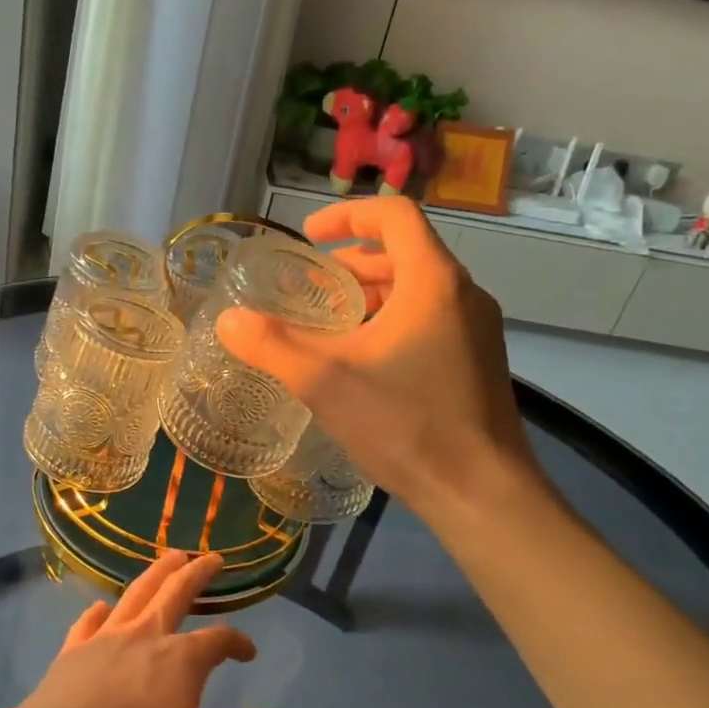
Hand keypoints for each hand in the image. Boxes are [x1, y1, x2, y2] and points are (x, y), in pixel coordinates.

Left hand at [22, 551, 278, 707]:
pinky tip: (103, 607)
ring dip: (157, 573)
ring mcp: (105, 638)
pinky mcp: (73, 651)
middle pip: (177, 592)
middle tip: (212, 557)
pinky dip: (101, 611)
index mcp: (181, 658)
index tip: (247, 652)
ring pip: (137, 593)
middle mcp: (146, 635)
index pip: (219, 639)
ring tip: (170, 557)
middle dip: (198, 573)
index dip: (238, 642)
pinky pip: (89, 621)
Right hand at [216, 197, 542, 518]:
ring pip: (417, 289)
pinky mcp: (477, 362)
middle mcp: (462, 295)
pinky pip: (430, 320)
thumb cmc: (406, 424)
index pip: (394, 215)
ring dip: (370, 294)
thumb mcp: (325, 382)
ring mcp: (476, 330)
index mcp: (432, 282)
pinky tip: (361, 361)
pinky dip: (390, 320)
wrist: (481, 493)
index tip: (308, 237)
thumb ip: (271, 345)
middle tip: (309, 286)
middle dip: (351, 261)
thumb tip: (227, 320)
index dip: (347, 214)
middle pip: (404, 252)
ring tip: (327, 322)